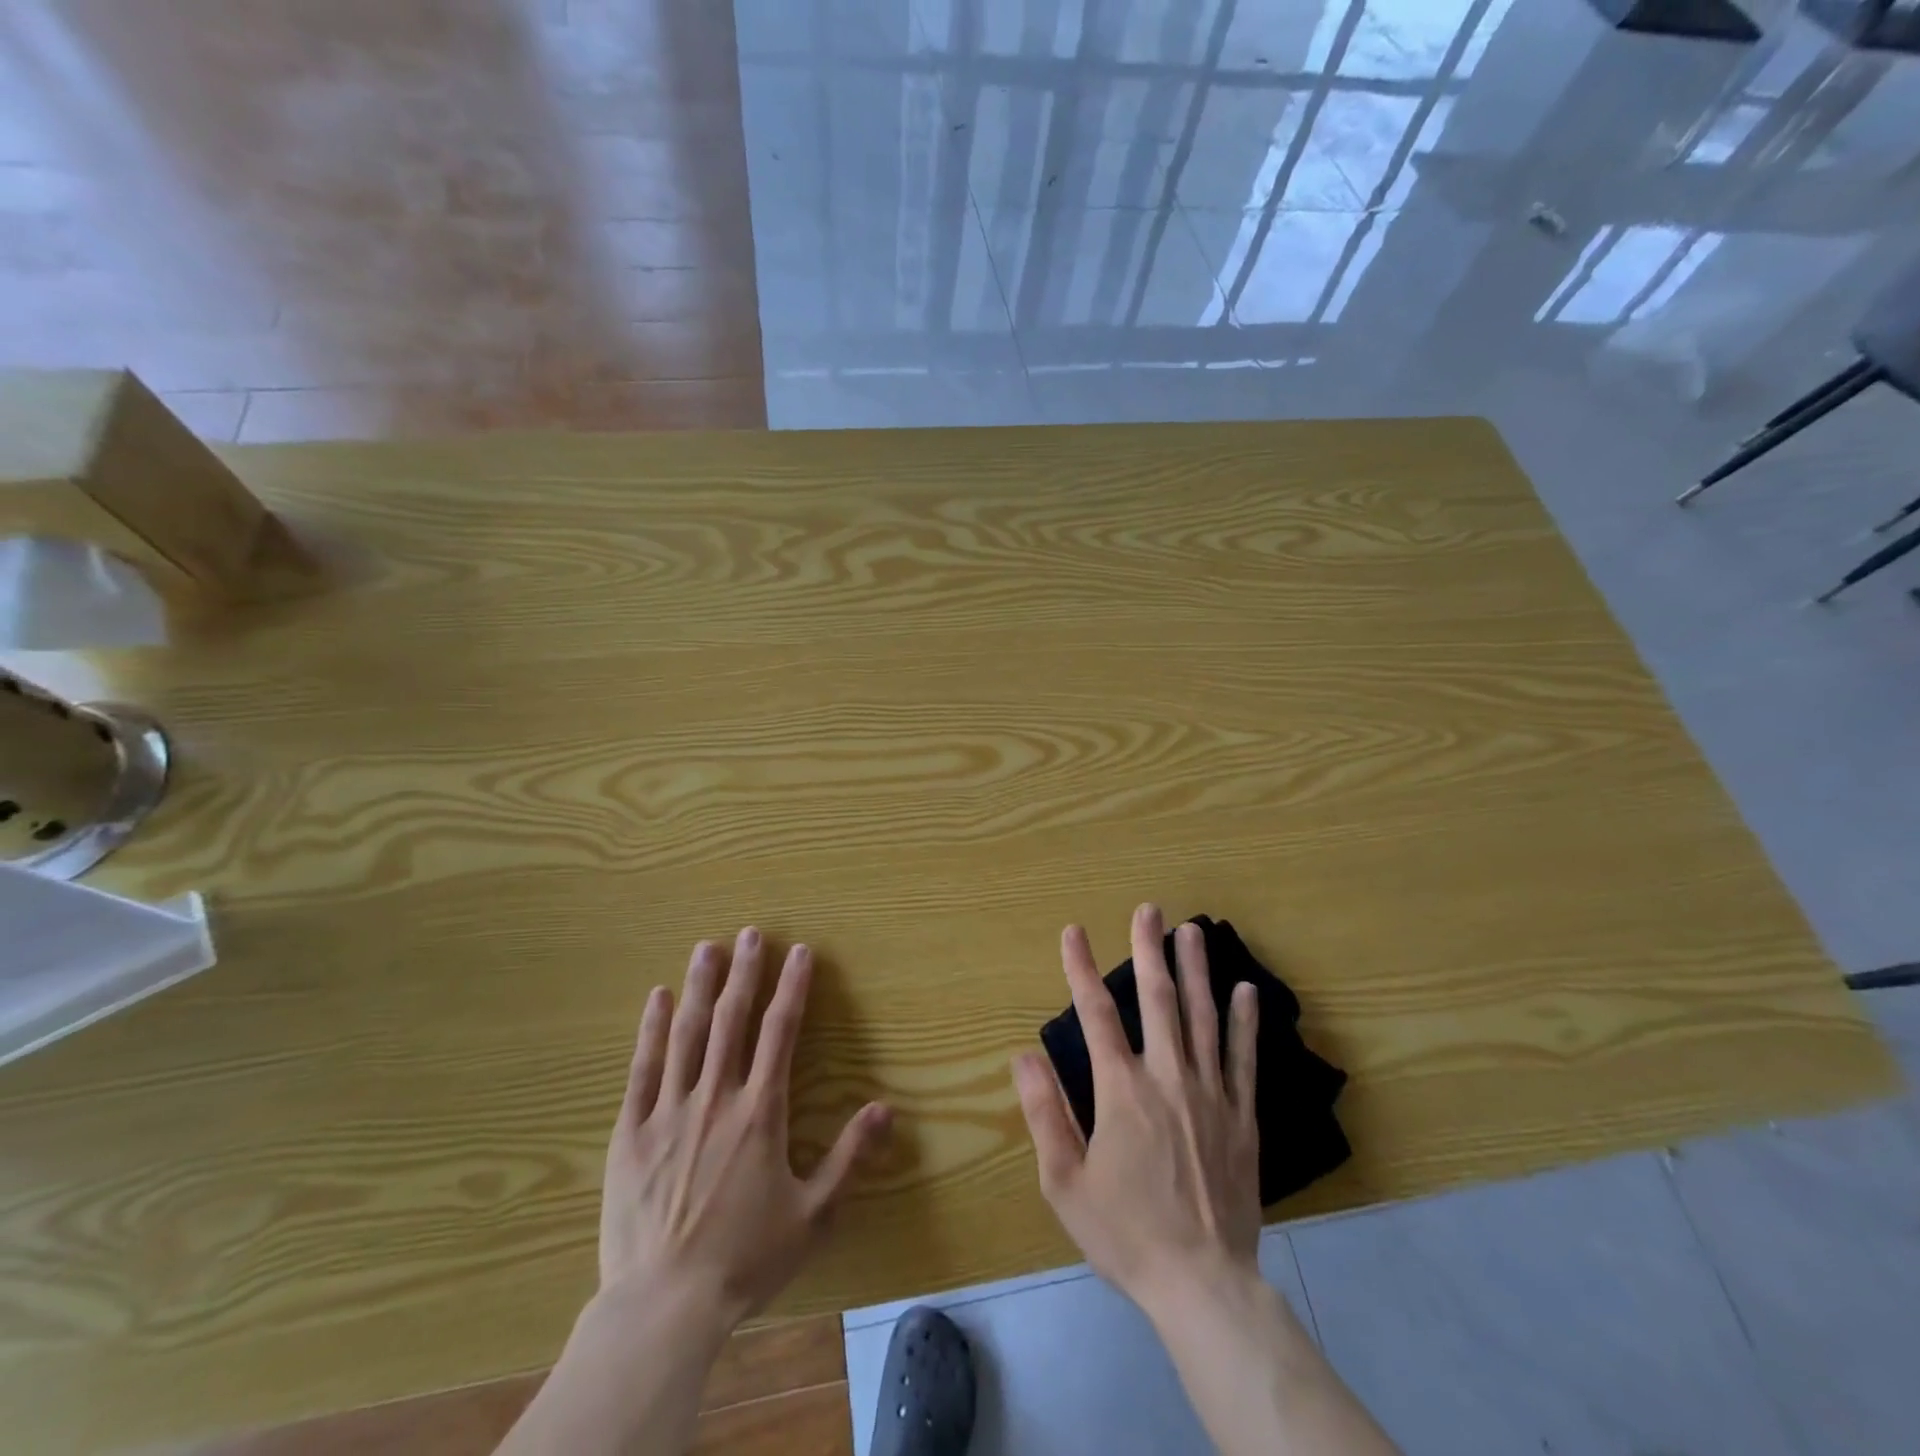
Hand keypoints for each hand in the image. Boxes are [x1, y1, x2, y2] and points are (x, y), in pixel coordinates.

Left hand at [601, 928, 892, 1329]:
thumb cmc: (745, 1259)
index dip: (792, 987)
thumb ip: (850, 1157)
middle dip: (745, 972)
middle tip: (751, 933)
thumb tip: (885, 1108)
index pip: (780, 1032)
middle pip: (731, 1019)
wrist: (664, 1307)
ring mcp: (669, 1111)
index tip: (800, 952)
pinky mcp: (631, 1132)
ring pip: (686, 1033)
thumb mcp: (813, 1215)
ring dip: (699, 987)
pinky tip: (655, 999)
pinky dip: (649, 1030)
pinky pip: (642, 1069)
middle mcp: (716, 1097)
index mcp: (760, 1111)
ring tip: (707, 948)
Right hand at [1012, 904, 1261, 1319]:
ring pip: (1202, 1017)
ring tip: (1193, 930)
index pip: (1095, 1013)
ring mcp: (1210, 1093)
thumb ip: (1044, 1113)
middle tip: (1148, 909)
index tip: (1073, 931)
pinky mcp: (1241, 1116)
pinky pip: (1243, 1058)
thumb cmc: (1125, 1233)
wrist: (1202, 1284)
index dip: (1080, 968)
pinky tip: (1245, 990)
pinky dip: (1244, 1022)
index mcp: (1121, 1090)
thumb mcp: (1065, 1182)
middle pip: (1157, 999)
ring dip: (1196, 969)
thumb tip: (1023, 1055)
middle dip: (1149, 949)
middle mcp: (1167, 1077)